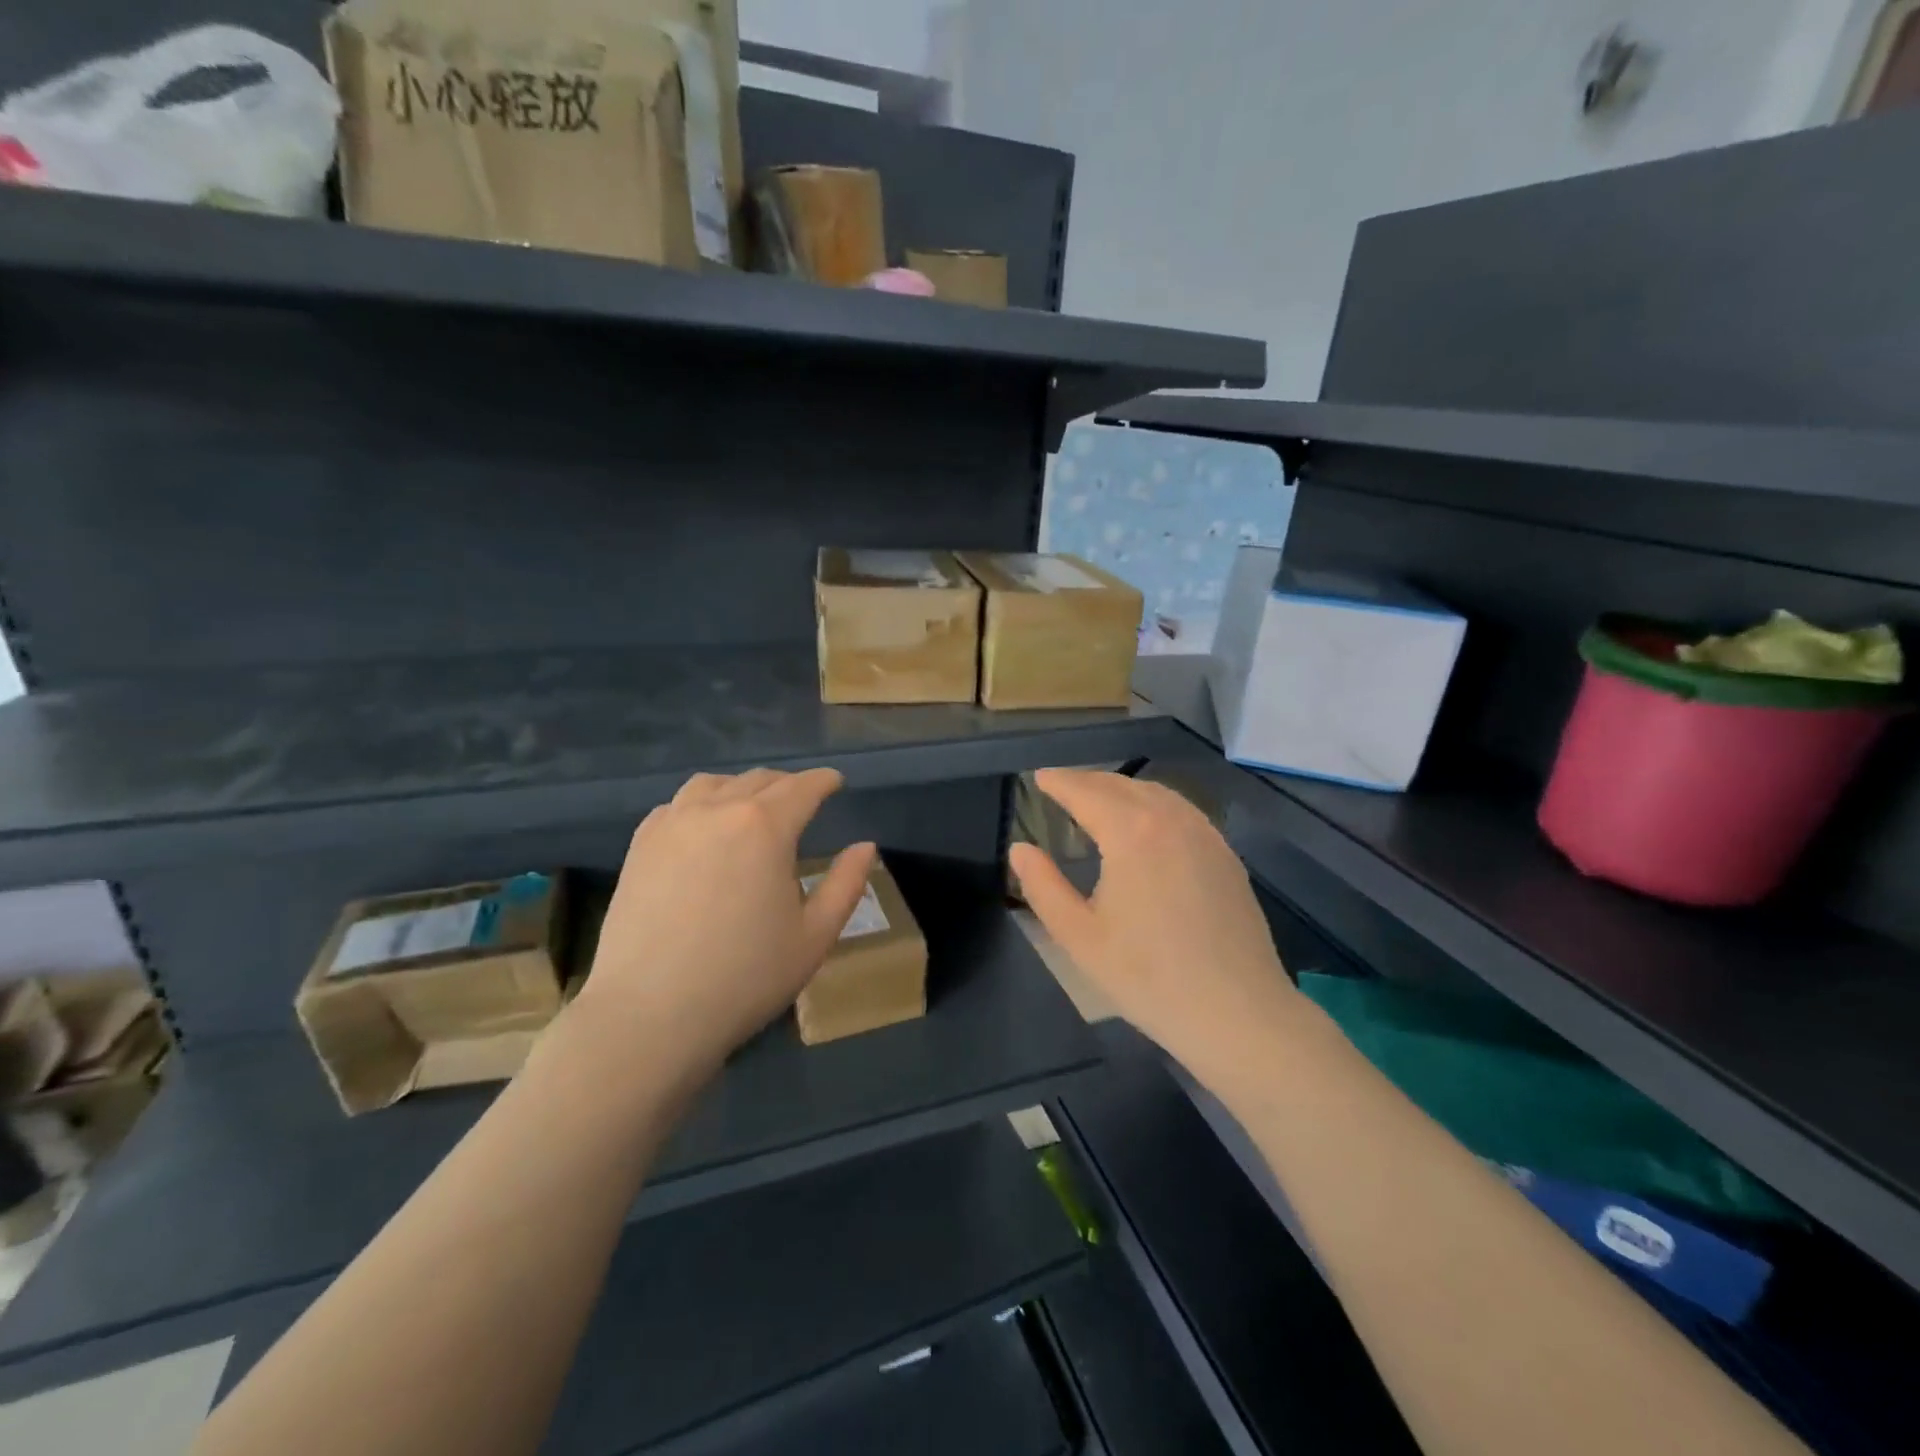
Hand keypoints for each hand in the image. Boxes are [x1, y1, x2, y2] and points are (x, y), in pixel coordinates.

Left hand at [577, 768, 876, 1071]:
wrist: (649, 1014)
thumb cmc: (745, 977)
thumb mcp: (814, 936)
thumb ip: (845, 884)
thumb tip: (865, 846)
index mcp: (766, 827)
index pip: (802, 787)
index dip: (824, 781)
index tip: (835, 782)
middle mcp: (718, 810)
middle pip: (759, 780)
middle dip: (787, 785)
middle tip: (802, 800)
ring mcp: (672, 824)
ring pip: (714, 784)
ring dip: (741, 788)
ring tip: (751, 809)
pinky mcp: (640, 846)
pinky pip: (677, 806)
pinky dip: (701, 805)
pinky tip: (704, 829)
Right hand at [1010, 769, 1298, 1072]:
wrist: (1237, 1012)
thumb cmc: (1148, 977)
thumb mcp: (1079, 937)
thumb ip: (1043, 886)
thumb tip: (1020, 848)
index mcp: (1131, 833)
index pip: (1086, 792)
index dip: (1059, 782)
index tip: (1039, 778)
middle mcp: (1171, 819)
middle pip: (1122, 786)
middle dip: (1088, 781)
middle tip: (1062, 788)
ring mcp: (1206, 835)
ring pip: (1156, 794)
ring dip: (1122, 790)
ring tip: (1099, 802)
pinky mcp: (1226, 855)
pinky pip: (1182, 811)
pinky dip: (1154, 805)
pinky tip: (1147, 826)